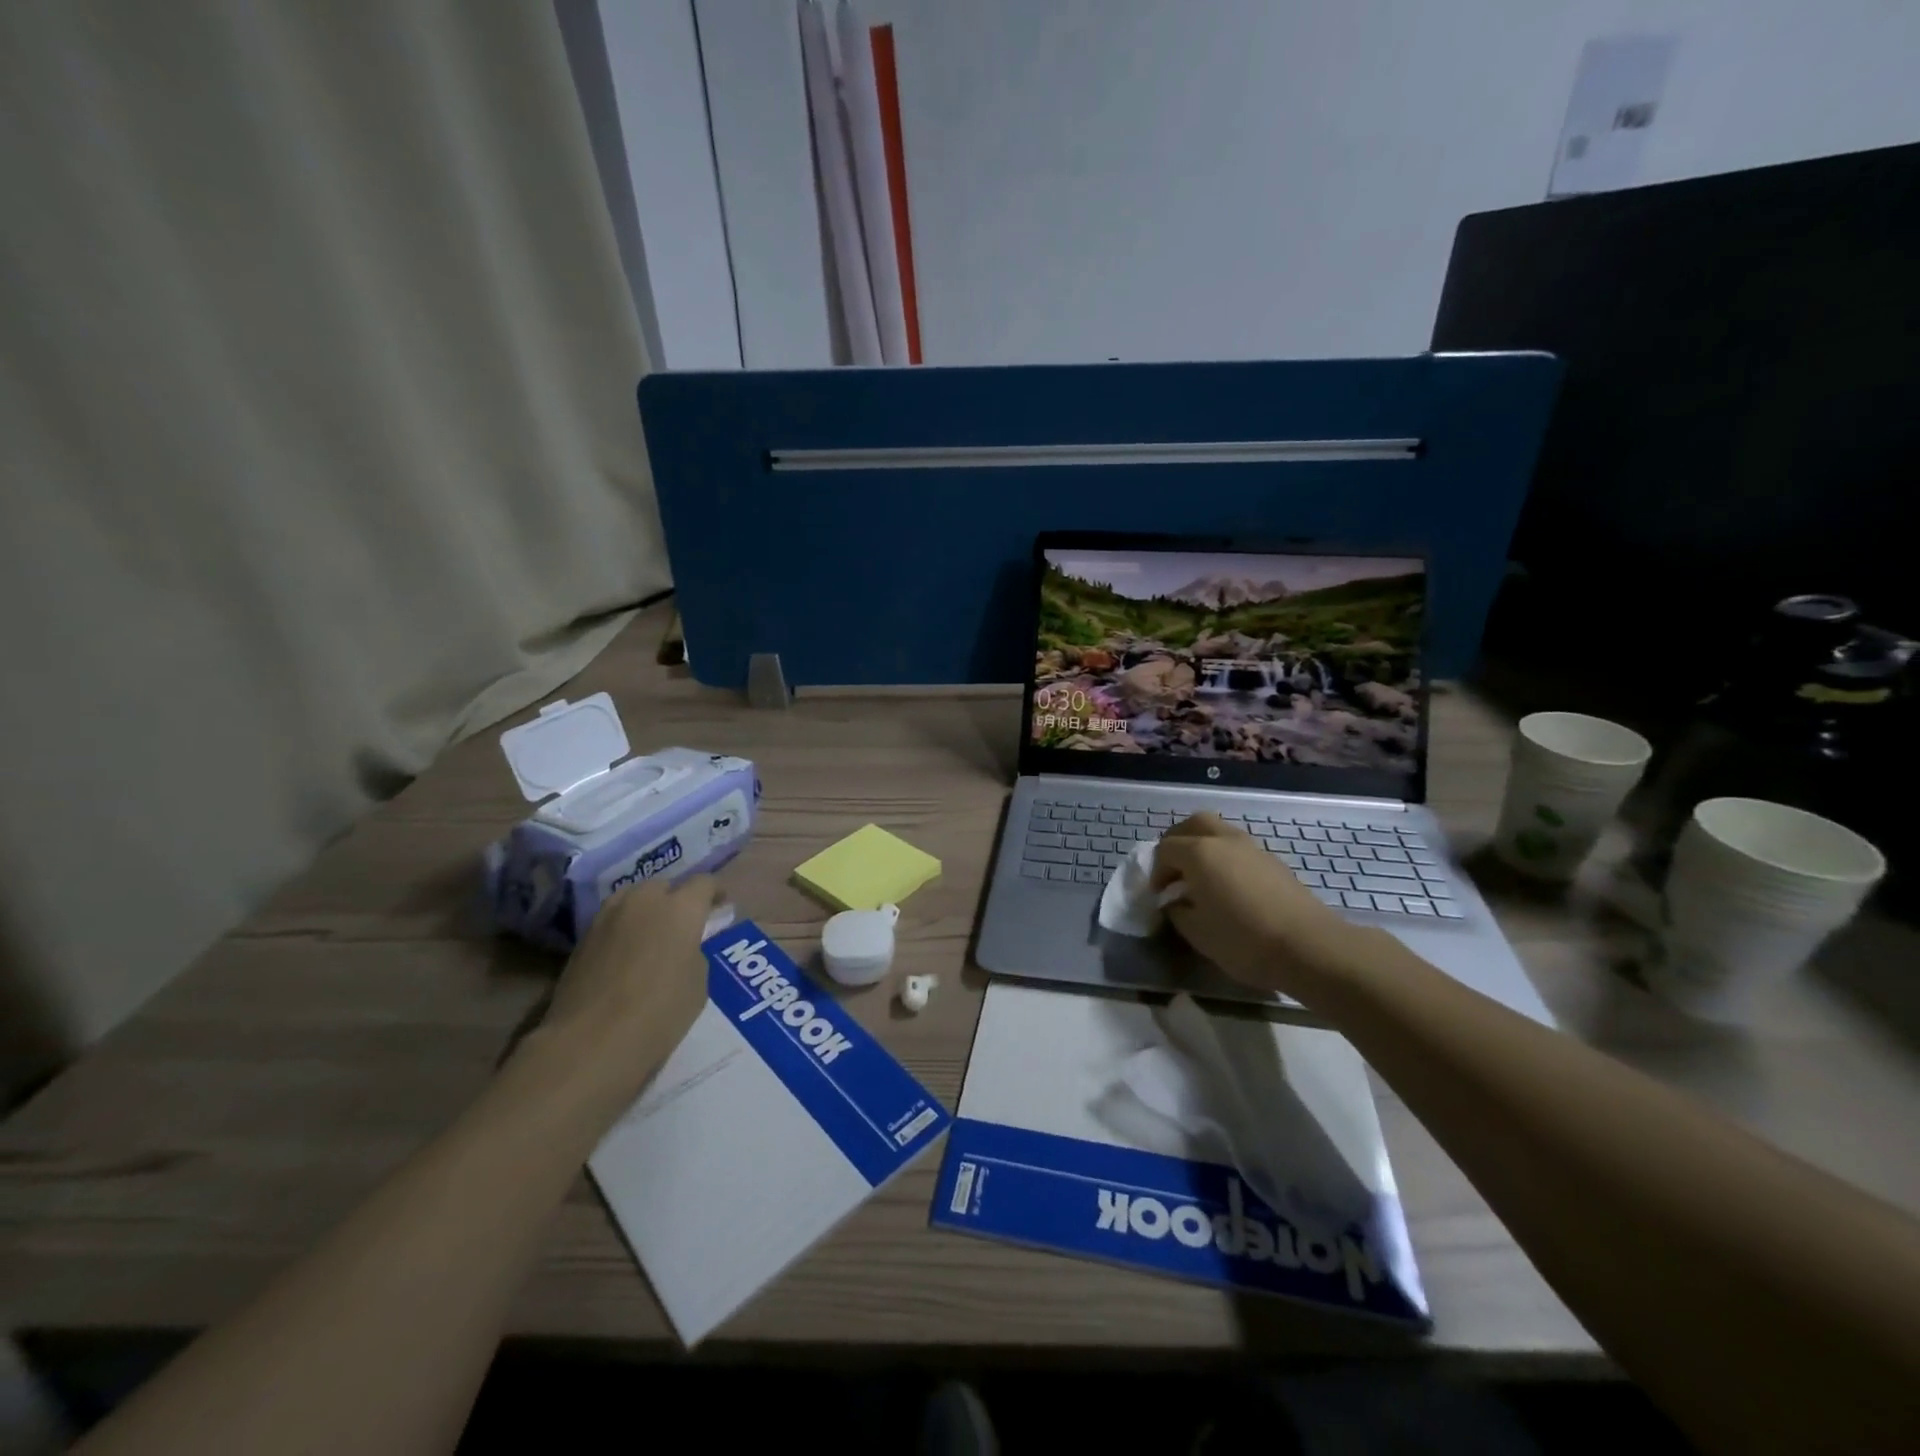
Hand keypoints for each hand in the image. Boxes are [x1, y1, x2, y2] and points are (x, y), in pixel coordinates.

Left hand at [533, 875, 720, 1107]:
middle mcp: (644, 900)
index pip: (704, 883)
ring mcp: (609, 916)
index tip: (721, 908)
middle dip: (678, 900)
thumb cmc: (659, 1012)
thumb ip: (696, 952)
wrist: (590, 1042)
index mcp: (681, 907)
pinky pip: (613, 921)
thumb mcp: (698, 983)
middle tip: (685, 927)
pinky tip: (628, 955)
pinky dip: (625, 929)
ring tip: (653, 937)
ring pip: (635, 899)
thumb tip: (685, 947)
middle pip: (666, 887)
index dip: (715, 893)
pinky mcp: (583, 937)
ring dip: (648, 911)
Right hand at [1150, 814, 1356, 994]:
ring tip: (1202, 878)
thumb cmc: (1243, 940)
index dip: (1157, 871)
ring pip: (1220, 832)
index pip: (1165, 849)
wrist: (1309, 947)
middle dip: (1178, 842)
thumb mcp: (1197, 932)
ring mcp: (1252, 848)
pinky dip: (1226, 858)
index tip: (1160, 896)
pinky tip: (1230, 887)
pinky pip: (1239, 848)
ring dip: (1204, 847)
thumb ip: (1177, 911)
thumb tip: (1175, 901)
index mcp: (1199, 853)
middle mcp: (1224, 840)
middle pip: (1194, 824)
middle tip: (1175, 870)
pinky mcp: (1273, 861)